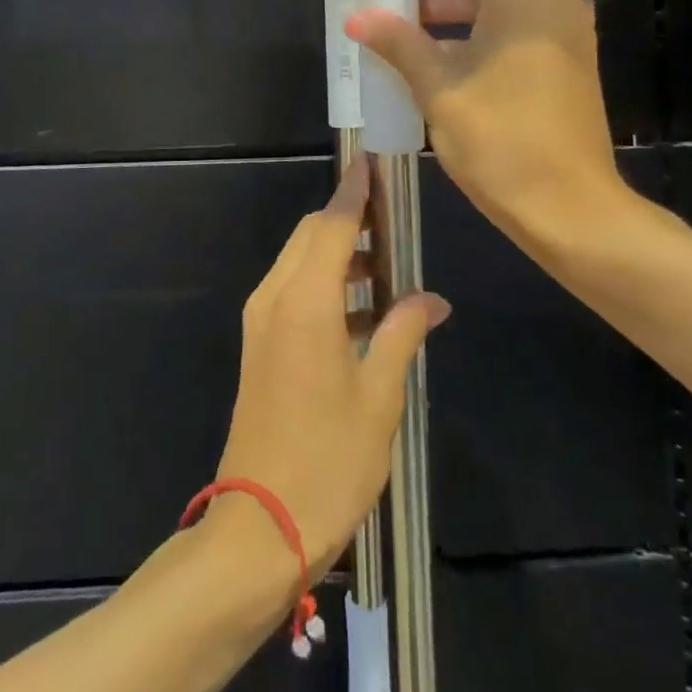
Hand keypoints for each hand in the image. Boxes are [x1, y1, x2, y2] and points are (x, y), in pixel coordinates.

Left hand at [214, 157, 450, 578]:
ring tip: (385, 271)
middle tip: (391, 224)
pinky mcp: (258, 346)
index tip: (372, 164)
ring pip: (299, 262)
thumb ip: (403, 334)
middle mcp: (274, 298)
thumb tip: (434, 299)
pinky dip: (323, 284)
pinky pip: (291, 292)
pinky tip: (361, 314)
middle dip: (347, 220)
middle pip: (310, 236)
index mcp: (304, 302)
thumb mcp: (379, 397)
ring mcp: (260, 323)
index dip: (353, 192)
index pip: (331, 224)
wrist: (258, 528)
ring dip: (336, 254)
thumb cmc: (328, 460)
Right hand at [347, 0, 631, 249]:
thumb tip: (358, 17)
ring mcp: (568, 29)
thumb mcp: (440, 88)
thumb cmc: (502, 139)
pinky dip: (488, 19)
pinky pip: (525, 17)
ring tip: (416, 14)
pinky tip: (447, 50)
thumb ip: (400, 44)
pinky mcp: (570, 58)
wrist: (571, 207)